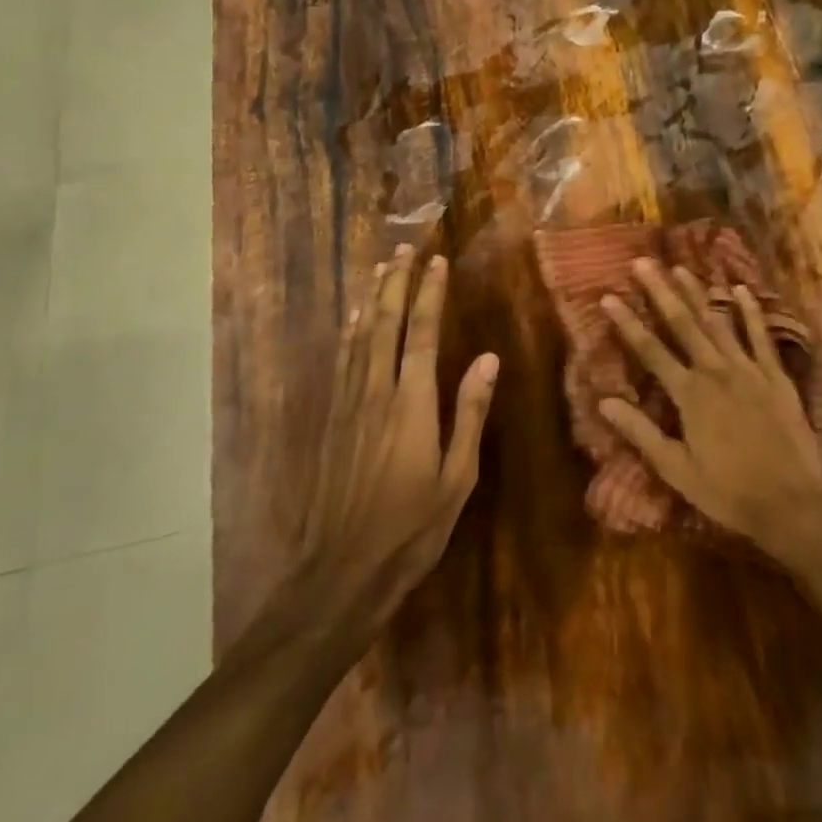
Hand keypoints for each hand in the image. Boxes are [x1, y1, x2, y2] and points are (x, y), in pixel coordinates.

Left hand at [272, 246, 497, 653]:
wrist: (341, 572)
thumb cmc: (411, 528)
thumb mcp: (457, 477)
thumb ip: (470, 413)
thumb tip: (488, 359)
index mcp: (412, 403)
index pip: (422, 333)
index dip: (430, 294)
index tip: (437, 262)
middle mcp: (377, 392)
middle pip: (386, 324)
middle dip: (397, 283)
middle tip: (405, 249)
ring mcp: (349, 405)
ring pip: (360, 337)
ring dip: (372, 299)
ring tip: (380, 268)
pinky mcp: (333, 422)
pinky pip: (342, 363)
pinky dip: (349, 333)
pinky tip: (352, 320)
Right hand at [598, 259, 821, 562]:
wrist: (792, 503)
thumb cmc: (729, 492)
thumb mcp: (677, 470)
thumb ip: (641, 433)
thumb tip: (604, 401)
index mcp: (689, 395)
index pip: (651, 351)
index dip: (627, 323)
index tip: (608, 296)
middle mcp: (716, 372)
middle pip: (683, 324)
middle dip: (661, 291)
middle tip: (643, 262)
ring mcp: (749, 370)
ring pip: (718, 322)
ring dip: (698, 293)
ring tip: (680, 267)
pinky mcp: (776, 376)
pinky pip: (761, 336)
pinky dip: (750, 311)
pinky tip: (741, 289)